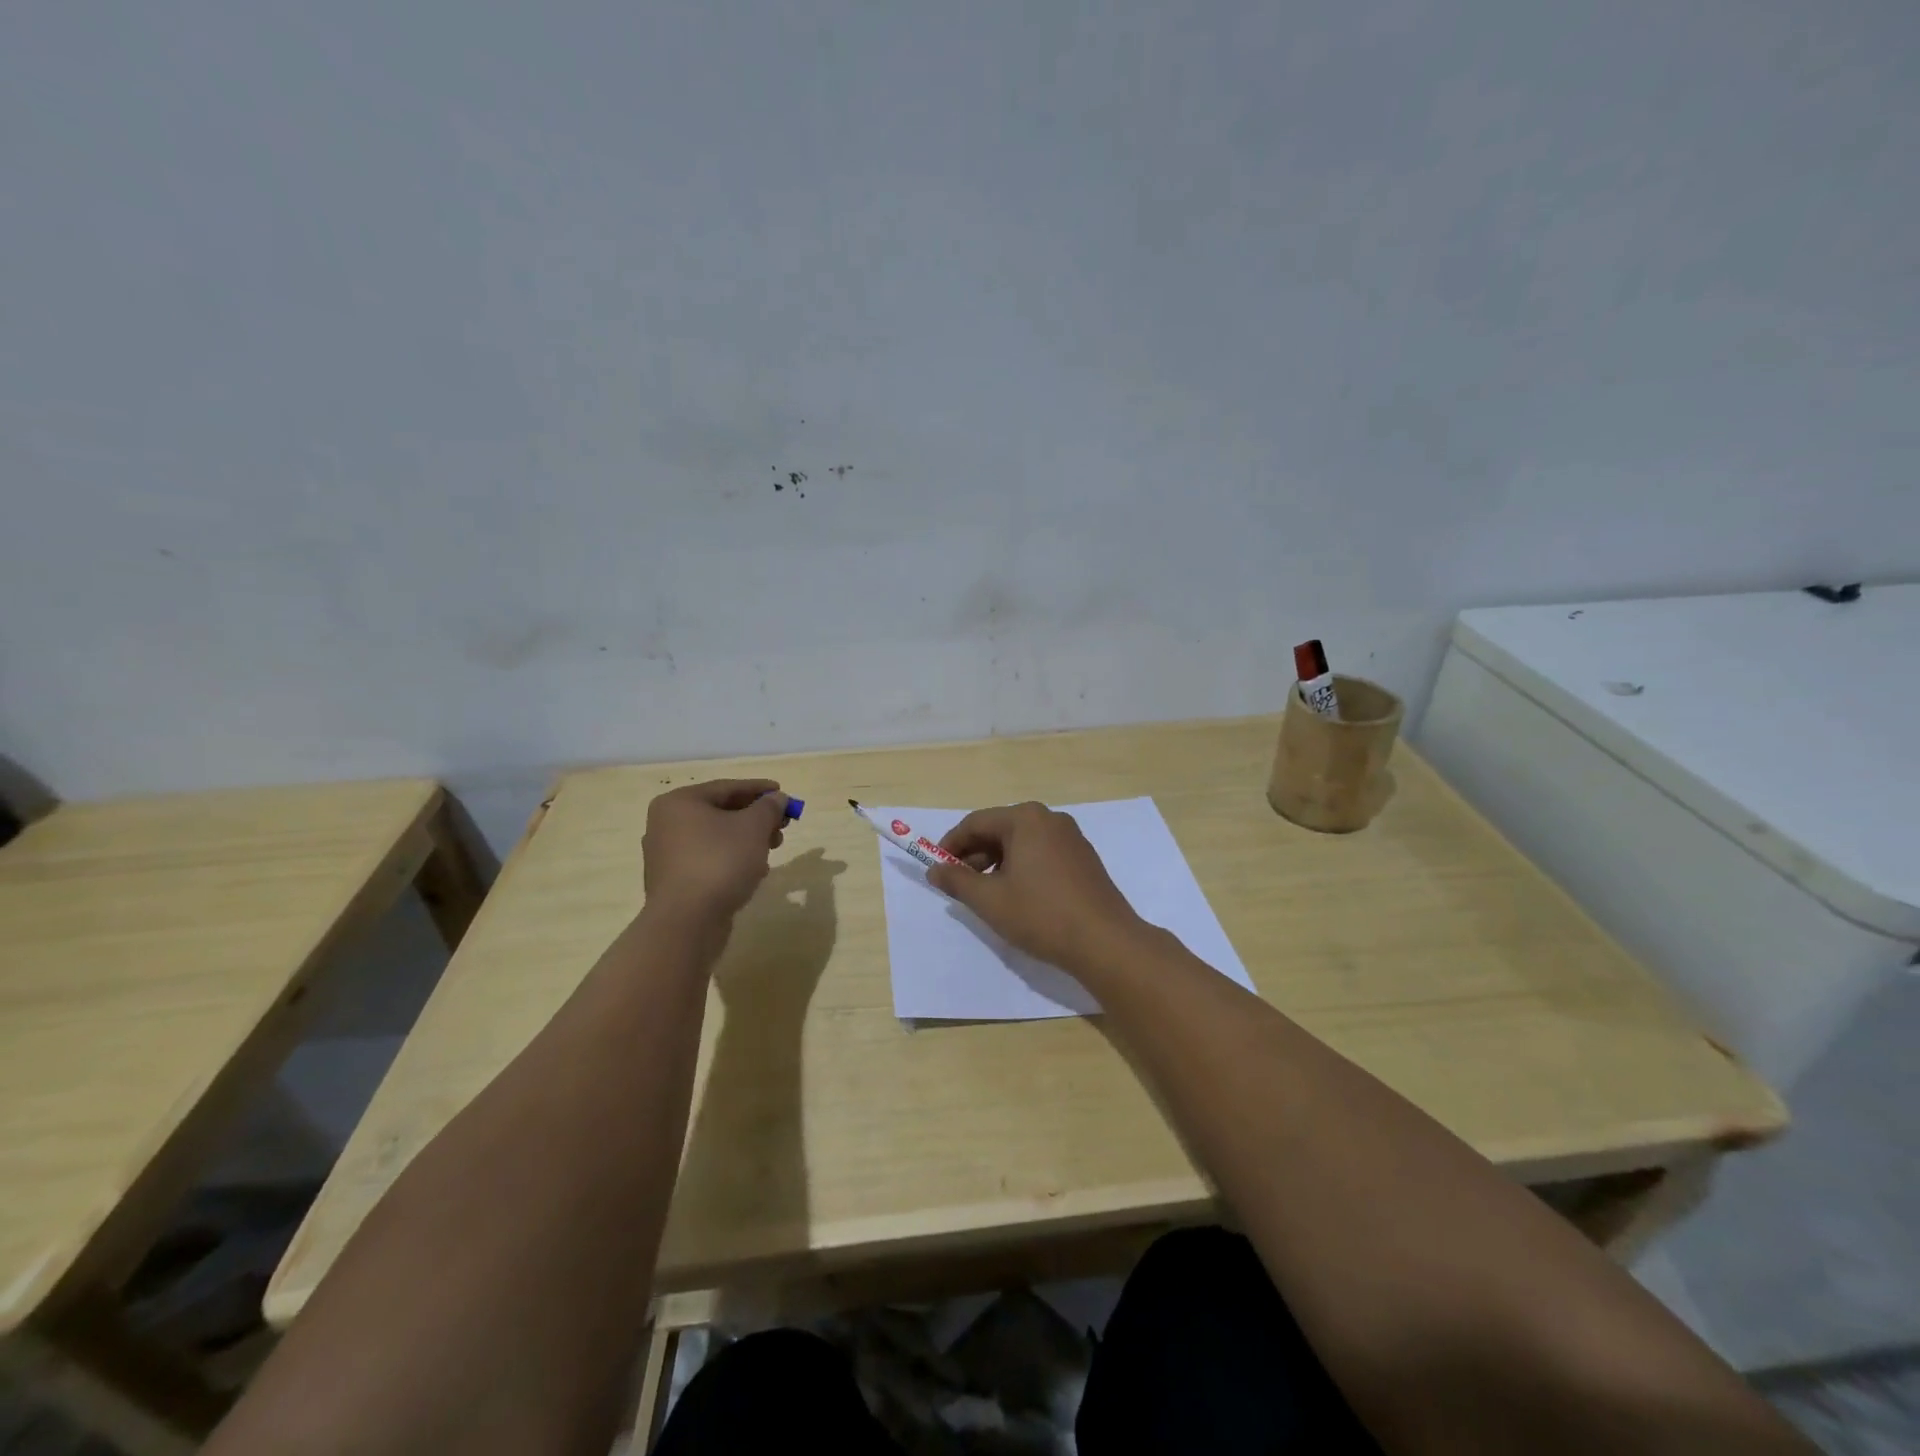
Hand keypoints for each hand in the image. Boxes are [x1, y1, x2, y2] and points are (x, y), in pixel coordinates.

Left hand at [642, 779, 789, 922]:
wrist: (687, 922)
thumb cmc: (720, 862)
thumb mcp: (753, 827)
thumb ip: (769, 807)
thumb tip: (777, 798)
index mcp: (679, 803)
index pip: (727, 788)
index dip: (759, 789)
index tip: (784, 794)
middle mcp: (666, 824)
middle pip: (721, 812)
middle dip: (756, 818)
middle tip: (782, 825)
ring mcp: (666, 855)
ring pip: (716, 838)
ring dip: (747, 839)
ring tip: (773, 848)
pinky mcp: (674, 882)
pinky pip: (708, 860)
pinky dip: (732, 859)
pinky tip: (755, 870)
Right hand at [928, 802, 1146, 976]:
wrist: (1105, 941)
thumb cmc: (1041, 915)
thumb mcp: (989, 900)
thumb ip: (957, 881)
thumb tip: (935, 870)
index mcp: (1025, 819)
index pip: (975, 823)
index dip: (951, 846)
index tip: (937, 870)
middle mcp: (1049, 819)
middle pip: (999, 830)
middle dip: (975, 856)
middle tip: (959, 885)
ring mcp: (1071, 837)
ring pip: (1021, 843)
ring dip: (997, 864)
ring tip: (986, 895)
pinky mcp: (1083, 858)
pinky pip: (1041, 853)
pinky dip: (1021, 868)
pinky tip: (1017, 896)